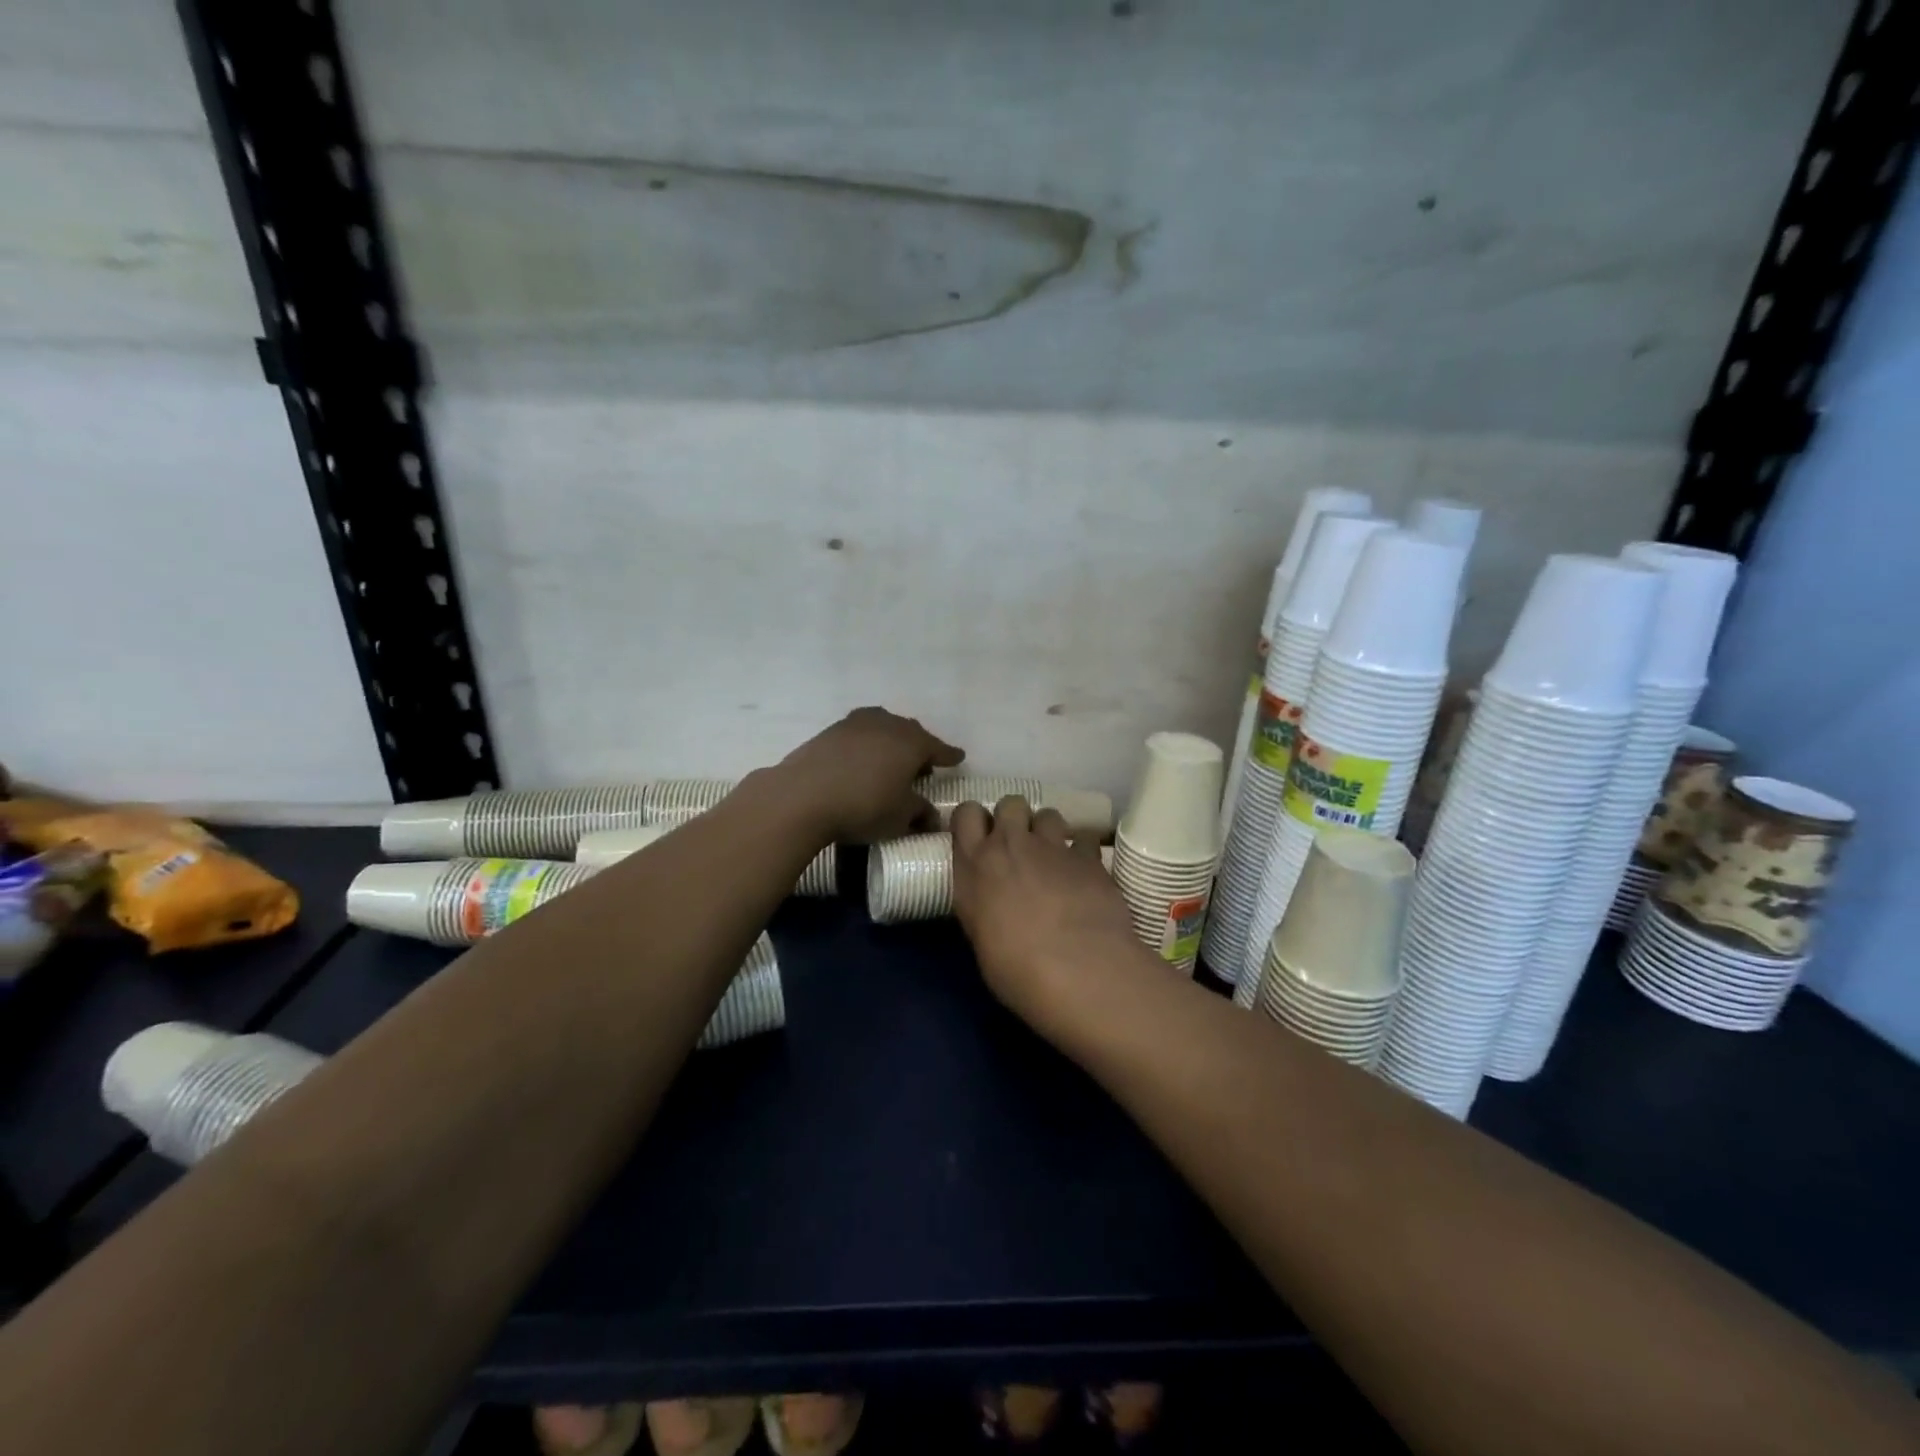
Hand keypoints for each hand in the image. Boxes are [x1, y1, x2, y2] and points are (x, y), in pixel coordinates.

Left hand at [775, 707, 963, 842]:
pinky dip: (866, 743)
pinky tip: (861, 759)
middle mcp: (888, 725)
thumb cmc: (864, 806)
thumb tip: (932, 817)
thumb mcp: (900, 817)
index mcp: (912, 743)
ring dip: (891, 741)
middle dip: (919, 746)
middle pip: (911, 732)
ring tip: (889, 759)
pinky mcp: (830, 731)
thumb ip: (920, 813)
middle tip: (923, 764)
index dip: (949, 755)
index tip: (958, 758)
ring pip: (883, 726)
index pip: (938, 748)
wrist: (804, 795)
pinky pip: (858, 733)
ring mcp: (856, 724)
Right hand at [951, 796, 1144, 1031]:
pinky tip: (1086, 873)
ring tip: (1055, 858)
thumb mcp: (981, 936)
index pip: (966, 813)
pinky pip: (1084, 839)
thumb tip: (995, 905)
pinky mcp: (1090, 857)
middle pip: (1010, 803)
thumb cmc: (1016, 969)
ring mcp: (1053, 846)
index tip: (981, 837)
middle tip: (1020, 846)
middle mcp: (1010, 845)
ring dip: (1049, 831)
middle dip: (1015, 818)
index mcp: (975, 865)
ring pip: (1048, 813)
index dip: (975, 820)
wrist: (1077, 970)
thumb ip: (984, 904)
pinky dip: (1083, 852)